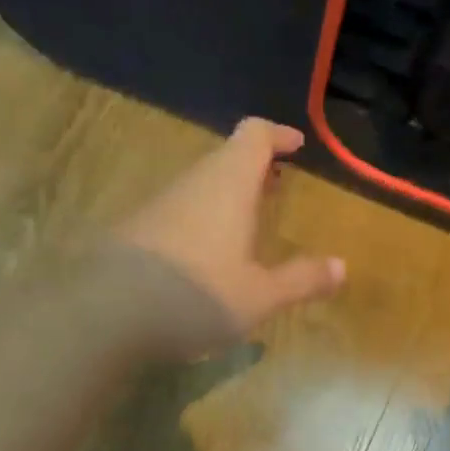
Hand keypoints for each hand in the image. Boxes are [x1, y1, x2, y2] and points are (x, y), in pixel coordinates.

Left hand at [111, 118, 345, 358]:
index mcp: (227, 184)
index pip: (254, 135)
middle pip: (225, 160)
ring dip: (225, 198)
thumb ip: (301, 280)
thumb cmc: (197, 296)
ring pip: (199, 188)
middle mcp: (191, 184)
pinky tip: (203, 260)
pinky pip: (177, 214)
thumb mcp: (259, 296)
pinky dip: (199, 223)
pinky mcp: (133, 233)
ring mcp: (157, 206)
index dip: (277, 135)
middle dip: (253, 170)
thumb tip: (342, 267)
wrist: (107, 315)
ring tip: (245, 228)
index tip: (296, 146)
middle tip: (275, 188)